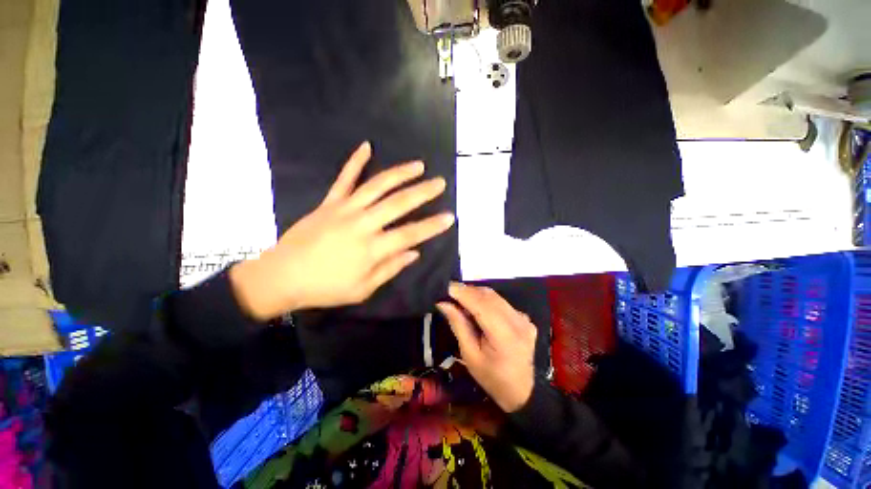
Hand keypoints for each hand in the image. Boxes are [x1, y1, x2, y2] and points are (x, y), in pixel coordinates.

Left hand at [231, 142, 454, 319]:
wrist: (281, 276)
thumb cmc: (325, 287)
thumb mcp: (363, 289)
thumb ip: (390, 268)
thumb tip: (414, 253)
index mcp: (372, 249)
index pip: (410, 234)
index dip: (432, 226)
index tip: (450, 217)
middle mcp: (362, 224)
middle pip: (398, 204)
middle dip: (423, 192)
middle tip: (440, 183)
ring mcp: (344, 209)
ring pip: (377, 186)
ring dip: (400, 173)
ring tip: (418, 165)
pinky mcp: (329, 202)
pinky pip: (344, 178)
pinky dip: (355, 161)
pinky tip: (367, 146)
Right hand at [437, 282, 535, 412]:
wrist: (523, 392)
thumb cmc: (492, 378)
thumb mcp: (470, 355)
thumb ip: (458, 325)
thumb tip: (443, 303)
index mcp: (504, 334)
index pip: (481, 304)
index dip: (463, 292)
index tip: (446, 287)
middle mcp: (517, 321)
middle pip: (488, 296)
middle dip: (467, 291)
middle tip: (450, 294)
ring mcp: (523, 318)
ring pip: (495, 296)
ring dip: (476, 294)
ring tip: (460, 299)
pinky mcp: (524, 317)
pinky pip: (501, 302)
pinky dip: (486, 300)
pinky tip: (476, 307)